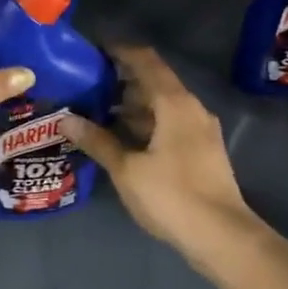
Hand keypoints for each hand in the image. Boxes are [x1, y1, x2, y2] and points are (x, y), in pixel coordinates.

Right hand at [64, 46, 254, 257]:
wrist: (221, 237)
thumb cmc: (172, 196)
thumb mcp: (127, 169)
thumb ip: (97, 141)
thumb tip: (66, 119)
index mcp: (175, 104)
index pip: (147, 62)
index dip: (121, 52)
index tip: (94, 52)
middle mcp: (192, 110)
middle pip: (155, 83)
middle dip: (122, 83)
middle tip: (87, 87)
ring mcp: (200, 132)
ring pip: (162, 107)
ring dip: (133, 107)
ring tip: (97, 114)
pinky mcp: (202, 152)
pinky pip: (170, 125)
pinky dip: (146, 125)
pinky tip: (122, 141)